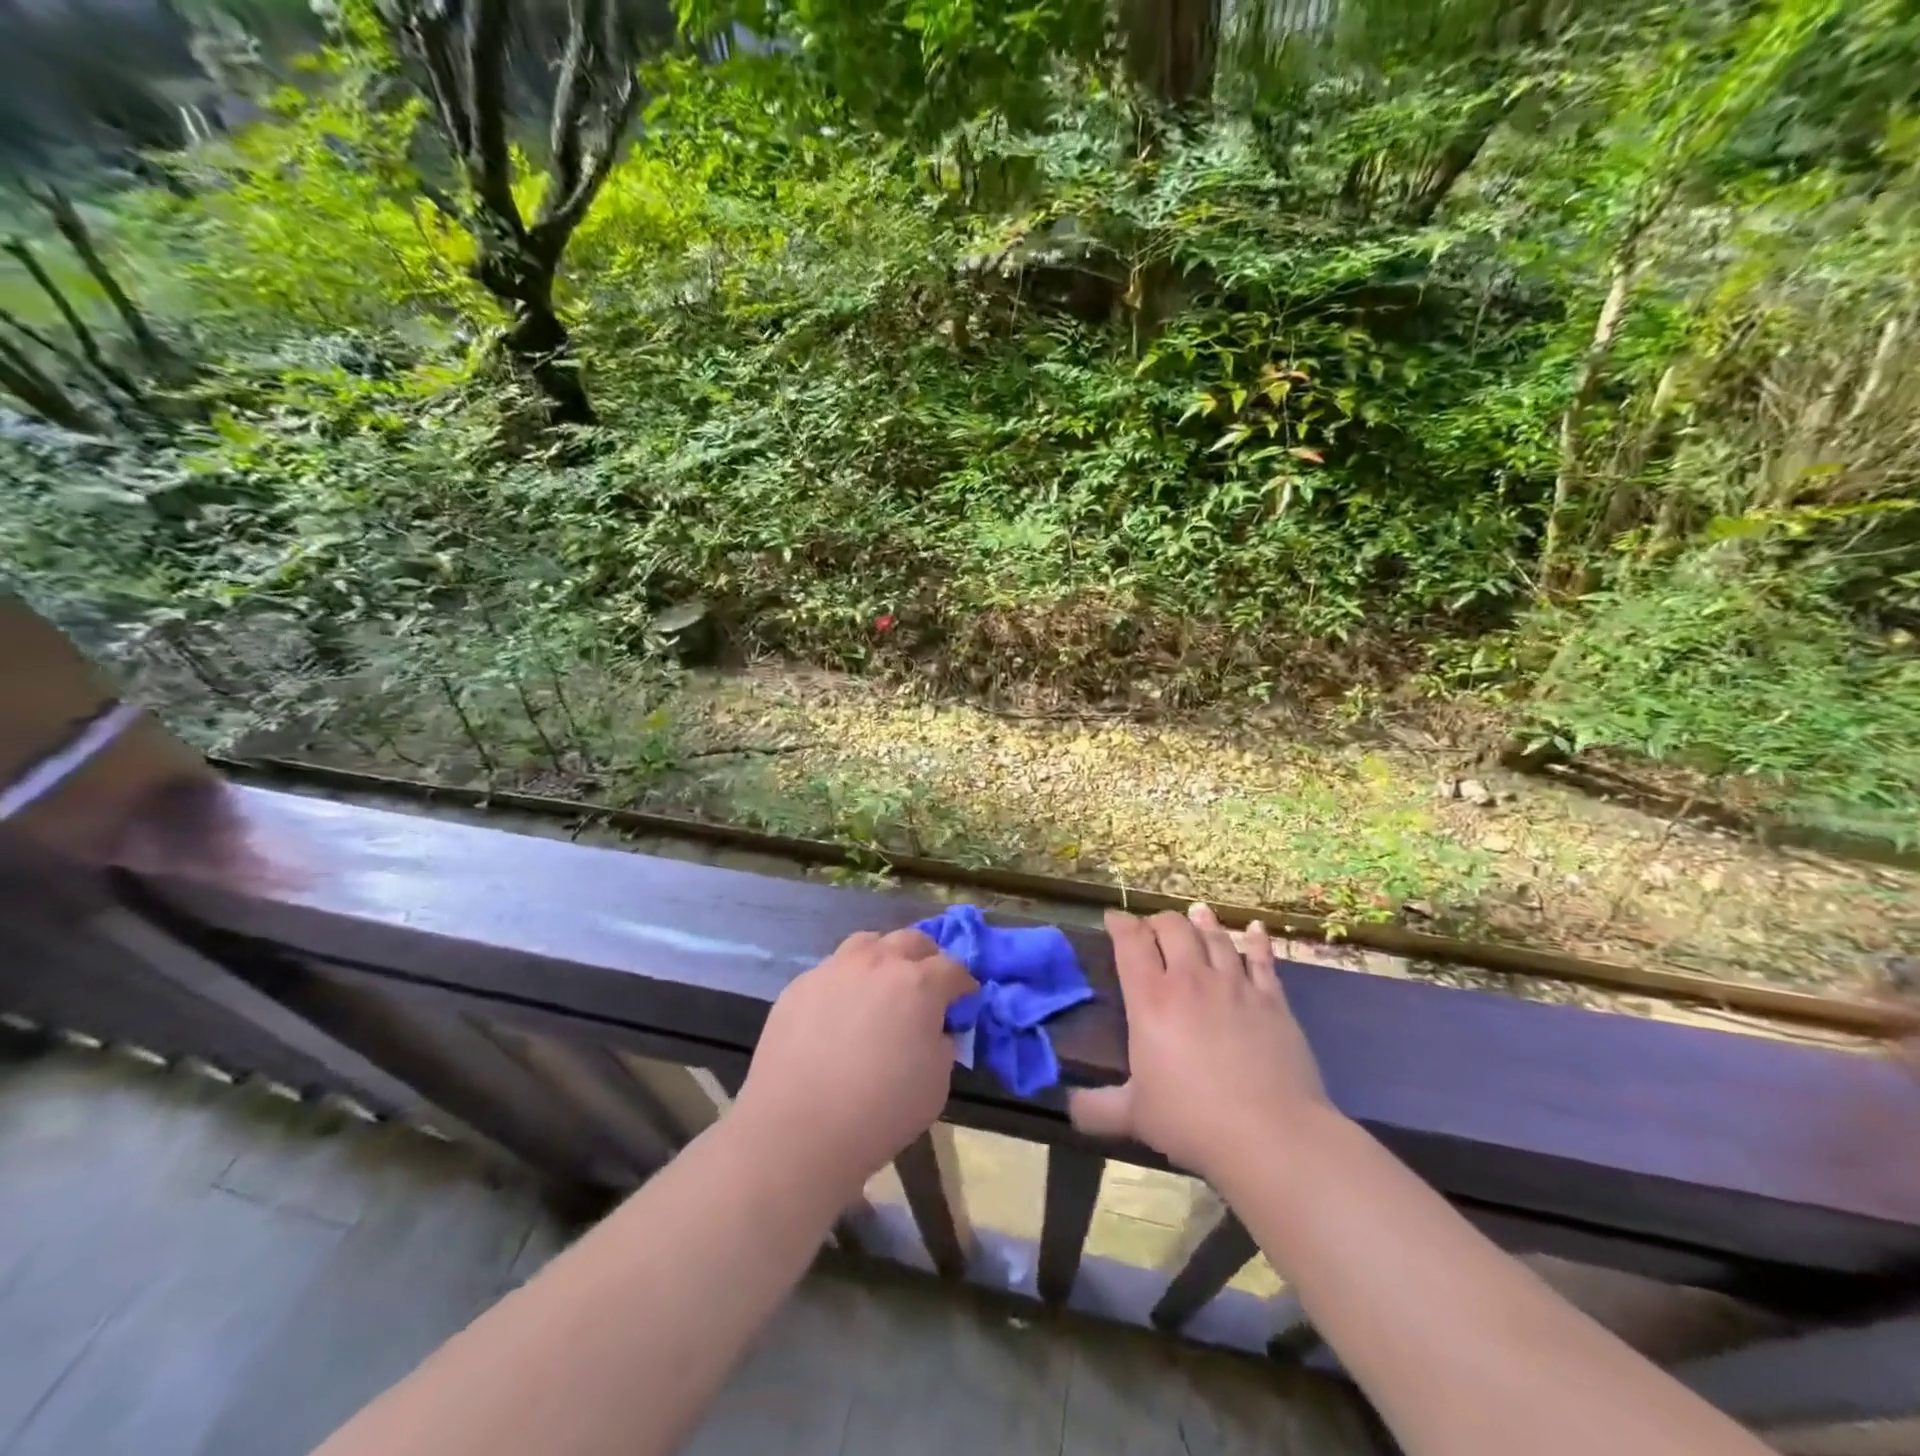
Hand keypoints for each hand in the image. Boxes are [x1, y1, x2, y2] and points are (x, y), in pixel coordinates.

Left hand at [734, 928, 975, 1196]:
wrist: (798, 1129)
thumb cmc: (880, 1112)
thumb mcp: (936, 1084)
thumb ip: (942, 1045)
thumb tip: (935, 1031)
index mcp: (918, 984)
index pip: (953, 968)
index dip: (963, 985)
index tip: (964, 1000)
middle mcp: (877, 963)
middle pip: (911, 941)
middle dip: (926, 959)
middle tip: (926, 986)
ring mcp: (834, 969)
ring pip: (867, 943)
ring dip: (883, 958)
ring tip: (881, 985)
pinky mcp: (800, 985)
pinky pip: (832, 971)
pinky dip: (846, 982)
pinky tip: (840, 1012)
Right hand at [1069, 905, 1331, 1183]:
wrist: (1271, 1136)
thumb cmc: (1193, 1121)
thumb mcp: (1134, 1116)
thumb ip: (1095, 1108)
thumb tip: (1067, 1106)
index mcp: (1151, 999)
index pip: (1131, 942)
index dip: (1120, 923)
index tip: (1112, 919)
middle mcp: (1190, 979)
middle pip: (1172, 927)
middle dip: (1157, 921)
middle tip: (1152, 930)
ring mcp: (1234, 985)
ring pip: (1214, 936)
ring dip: (1201, 922)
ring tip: (1195, 914)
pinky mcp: (1271, 999)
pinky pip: (1261, 958)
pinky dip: (1256, 940)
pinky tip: (1255, 930)